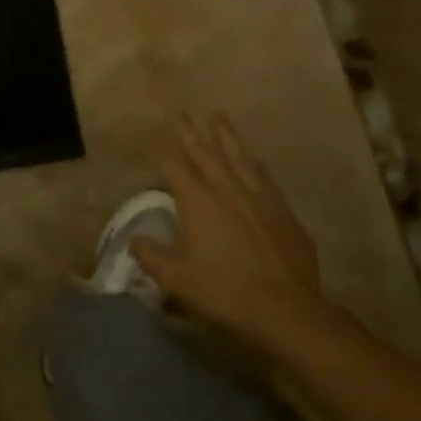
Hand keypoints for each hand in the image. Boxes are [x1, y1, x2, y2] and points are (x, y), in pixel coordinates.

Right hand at [134, 113, 325, 337]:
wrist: (285, 308)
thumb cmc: (224, 291)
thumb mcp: (177, 279)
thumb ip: (152, 257)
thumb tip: (135, 241)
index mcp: (197, 201)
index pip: (174, 166)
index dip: (162, 150)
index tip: (153, 137)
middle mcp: (226, 189)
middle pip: (204, 152)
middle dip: (190, 132)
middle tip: (180, 112)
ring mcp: (258, 196)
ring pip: (238, 156)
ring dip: (225, 135)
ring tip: (216, 115)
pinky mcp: (282, 210)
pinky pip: (264, 176)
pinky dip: (253, 163)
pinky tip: (253, 159)